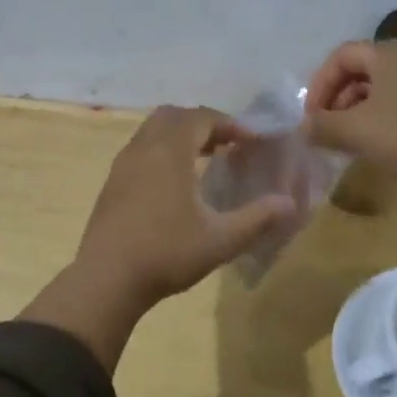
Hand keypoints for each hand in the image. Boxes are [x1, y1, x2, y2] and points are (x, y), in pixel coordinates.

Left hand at [23, 106, 292, 369]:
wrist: (106, 279)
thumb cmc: (167, 253)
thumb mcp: (221, 239)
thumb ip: (258, 218)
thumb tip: (289, 202)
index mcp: (170, 151)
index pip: (202, 118)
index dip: (230, 123)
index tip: (252, 139)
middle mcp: (144, 148)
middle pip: (174, 116)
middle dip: (203, 123)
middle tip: (228, 143)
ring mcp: (123, 164)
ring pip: (153, 131)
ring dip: (181, 135)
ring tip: (205, 158)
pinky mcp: (112, 183)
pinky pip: (141, 149)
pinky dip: (163, 150)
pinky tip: (175, 182)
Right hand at [304, 39, 396, 229]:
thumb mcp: (355, 131)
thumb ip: (322, 126)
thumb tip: (303, 129)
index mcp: (389, 52)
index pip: (341, 56)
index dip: (319, 84)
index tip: (311, 117)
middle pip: (362, 69)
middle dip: (338, 98)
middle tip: (327, 127)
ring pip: (383, 86)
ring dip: (358, 109)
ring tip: (348, 139)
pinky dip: (382, 116)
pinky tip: (376, 143)